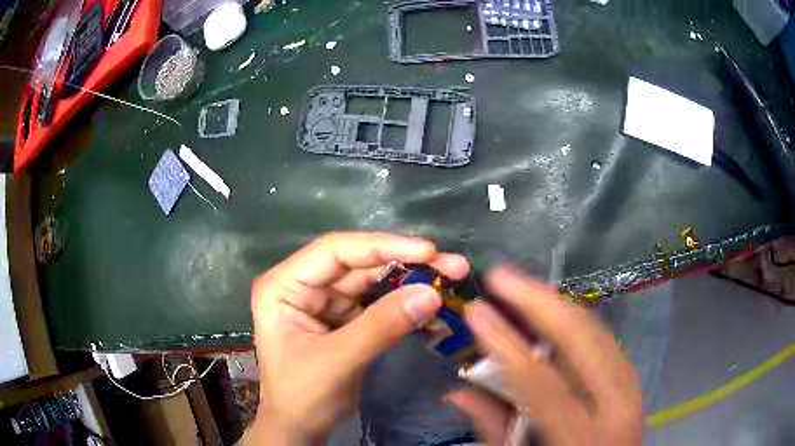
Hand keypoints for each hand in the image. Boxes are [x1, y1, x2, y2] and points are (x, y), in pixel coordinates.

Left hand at [245, 232, 469, 444]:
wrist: (300, 427)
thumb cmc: (302, 396)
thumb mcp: (338, 361)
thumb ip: (381, 326)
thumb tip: (430, 294)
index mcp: (284, 285)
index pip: (335, 251)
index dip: (382, 246)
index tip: (427, 250)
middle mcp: (305, 285)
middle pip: (360, 263)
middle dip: (407, 264)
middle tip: (452, 265)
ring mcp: (327, 302)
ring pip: (375, 282)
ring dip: (413, 283)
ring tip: (452, 281)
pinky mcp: (346, 319)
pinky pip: (381, 305)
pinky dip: (407, 308)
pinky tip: (436, 311)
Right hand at [446, 266, 641, 445]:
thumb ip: (495, 428)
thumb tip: (458, 393)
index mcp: (583, 434)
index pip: (541, 381)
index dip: (506, 344)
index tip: (477, 312)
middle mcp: (616, 401)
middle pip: (579, 337)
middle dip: (537, 300)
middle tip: (500, 276)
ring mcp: (630, 385)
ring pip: (595, 328)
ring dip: (556, 302)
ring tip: (521, 285)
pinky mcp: (631, 377)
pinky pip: (603, 337)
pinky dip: (575, 319)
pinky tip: (553, 310)